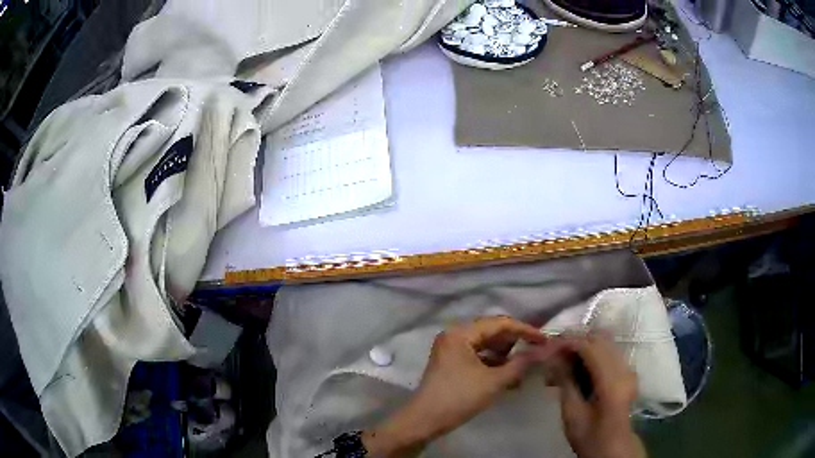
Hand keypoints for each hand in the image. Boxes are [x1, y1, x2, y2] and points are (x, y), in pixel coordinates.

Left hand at [363, 316, 558, 456]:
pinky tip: (509, 376)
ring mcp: (451, 349)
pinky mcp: (451, 363)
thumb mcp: (494, 381)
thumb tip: (545, 352)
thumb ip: (521, 364)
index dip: (525, 330)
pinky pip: (478, 356)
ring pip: (486, 345)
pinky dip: (493, 364)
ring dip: (505, 355)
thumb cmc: (459, 398)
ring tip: (525, 366)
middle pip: (492, 332)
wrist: (424, 421)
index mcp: (461, 333)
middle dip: (515, 343)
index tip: (545, 340)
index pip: (500, 324)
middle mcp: (454, 335)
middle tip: (537, 352)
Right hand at [554, 333, 645, 457]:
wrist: (612, 448)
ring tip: (563, 361)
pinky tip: (578, 367)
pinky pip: (610, 352)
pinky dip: (593, 353)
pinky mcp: (628, 372)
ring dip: (584, 346)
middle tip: (554, 353)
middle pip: (601, 339)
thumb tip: (553, 356)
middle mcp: (625, 369)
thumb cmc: (589, 436)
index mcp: (611, 382)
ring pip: (606, 343)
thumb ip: (566, 381)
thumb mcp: (572, 414)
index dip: (568, 342)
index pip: (590, 347)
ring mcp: (629, 369)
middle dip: (576, 341)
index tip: (548, 347)